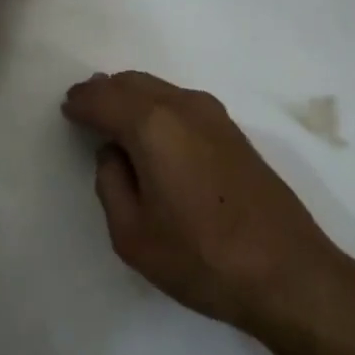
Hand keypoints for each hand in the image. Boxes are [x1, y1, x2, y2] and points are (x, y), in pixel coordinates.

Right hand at [62, 71, 354, 335]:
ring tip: (113, 117)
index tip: (66, 109)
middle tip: (84, 107)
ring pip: (159, 89)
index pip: (104, 99)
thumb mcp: (133, 234)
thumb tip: (114, 153)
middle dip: (105, 92)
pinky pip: (181, 102)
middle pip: (133, 83)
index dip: (81, 103)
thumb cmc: (201, 257)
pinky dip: (156, 106)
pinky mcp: (233, 131)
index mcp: (153, 125)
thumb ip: (111, 184)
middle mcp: (184, 106)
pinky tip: (152, 131)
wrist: (287, 271)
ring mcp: (214, 115)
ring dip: (132, 96)